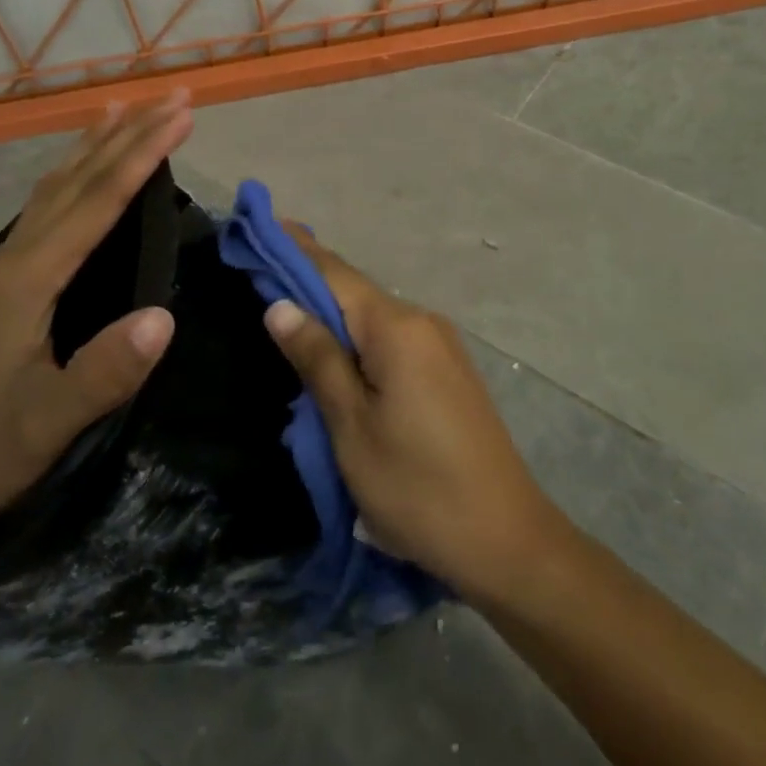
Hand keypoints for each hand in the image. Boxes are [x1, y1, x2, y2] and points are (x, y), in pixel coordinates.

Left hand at [0, 92, 192, 533]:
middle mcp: (16, 254)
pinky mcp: (12, 274)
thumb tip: (164, 316)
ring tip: (130, 107)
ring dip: (100, 143)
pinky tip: (87, 165)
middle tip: (175, 96)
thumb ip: (104, 371)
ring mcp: (9, 261)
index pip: (97, 201)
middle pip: (79, 178)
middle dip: (130, 133)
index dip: (142, 156)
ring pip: (60, 184)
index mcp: (28, 277)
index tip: (182, 118)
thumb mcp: (51, 421)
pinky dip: (78, 170)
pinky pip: (51, 202)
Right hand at [264, 226, 567, 604]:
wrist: (506, 540)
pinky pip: (392, 339)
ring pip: (374, 317)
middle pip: (354, 292)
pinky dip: (358, 337)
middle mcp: (423, 322)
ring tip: (287, 310)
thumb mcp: (352, 427)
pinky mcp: (448, 370)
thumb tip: (280, 305)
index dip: (295, 249)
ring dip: (332, 312)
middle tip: (260, 270)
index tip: (262, 225)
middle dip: (308, 280)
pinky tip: (336, 351)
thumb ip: (318, 359)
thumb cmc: (417, 487)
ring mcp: (441, 345)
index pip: (334, 273)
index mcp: (397, 328)